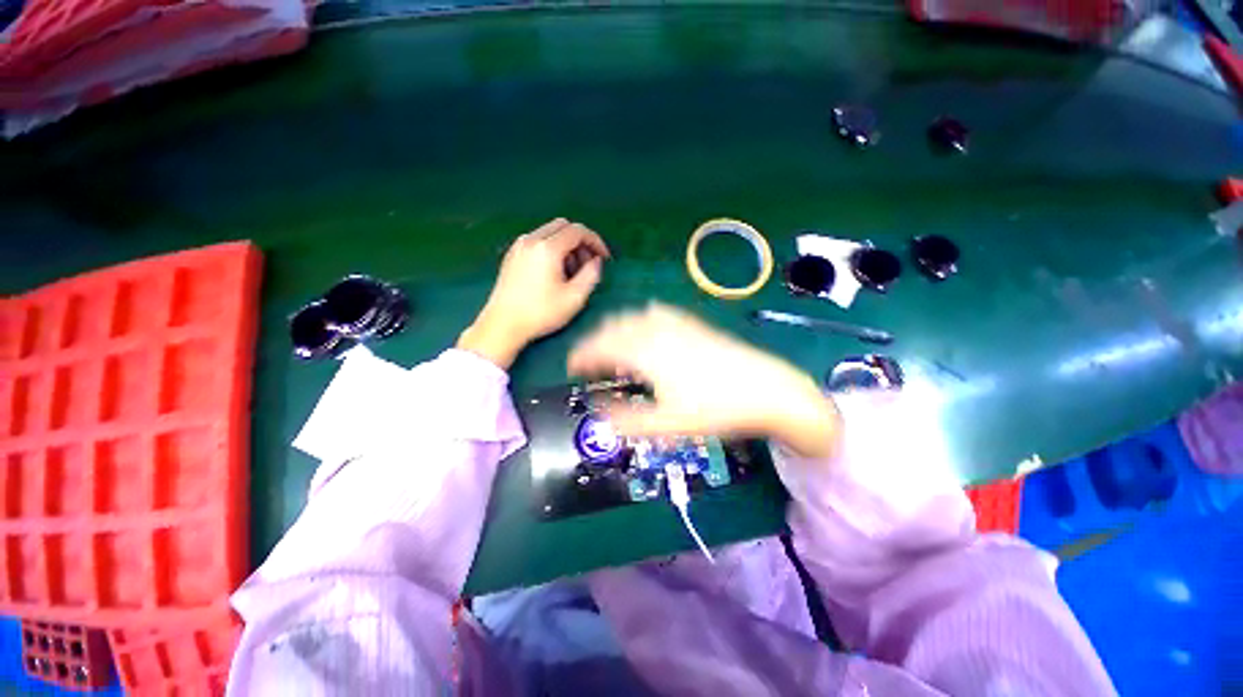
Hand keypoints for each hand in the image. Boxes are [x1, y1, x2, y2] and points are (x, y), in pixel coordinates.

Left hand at [458, 219, 609, 368]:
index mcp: (547, 248)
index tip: (604, 258)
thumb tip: (596, 261)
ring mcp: (518, 246)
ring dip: (566, 246)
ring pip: (549, 233)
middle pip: (563, 226)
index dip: (595, 241)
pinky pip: (537, 242)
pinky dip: (551, 249)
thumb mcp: (574, 298)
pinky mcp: (511, 255)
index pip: (578, 230)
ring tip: (571, 272)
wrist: (503, 325)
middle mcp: (531, 240)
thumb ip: (591, 275)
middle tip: (588, 264)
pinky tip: (554, 272)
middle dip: (580, 242)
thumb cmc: (541, 313)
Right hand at [567, 303, 840, 458]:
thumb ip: (626, 421)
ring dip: (615, 329)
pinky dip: (640, 318)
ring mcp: (676, 324)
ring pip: (633, 317)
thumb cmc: (715, 410)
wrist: (766, 389)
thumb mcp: (667, 424)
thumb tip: (597, 414)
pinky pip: (656, 313)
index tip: (570, 366)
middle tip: (588, 361)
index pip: (600, 347)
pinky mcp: (692, 324)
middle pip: (614, 327)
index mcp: (644, 353)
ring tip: (611, 345)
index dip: (581, 355)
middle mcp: (655, 331)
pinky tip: (645, 325)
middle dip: (595, 342)